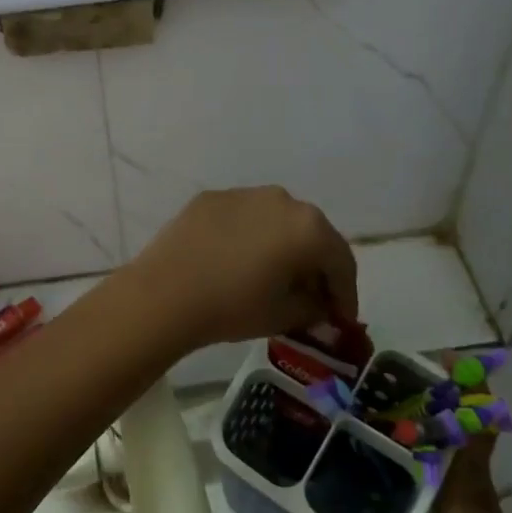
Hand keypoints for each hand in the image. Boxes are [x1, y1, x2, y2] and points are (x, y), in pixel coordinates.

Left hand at [125, 186, 357, 348]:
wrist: (165, 293)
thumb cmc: (233, 306)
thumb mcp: (285, 316)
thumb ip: (314, 307)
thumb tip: (320, 304)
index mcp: (309, 228)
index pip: (341, 261)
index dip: (346, 294)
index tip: (342, 319)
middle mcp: (283, 200)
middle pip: (311, 235)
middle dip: (316, 266)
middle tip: (312, 297)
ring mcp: (244, 194)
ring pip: (276, 222)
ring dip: (283, 247)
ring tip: (273, 277)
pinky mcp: (212, 198)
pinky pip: (244, 218)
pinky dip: (250, 237)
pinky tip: (236, 261)